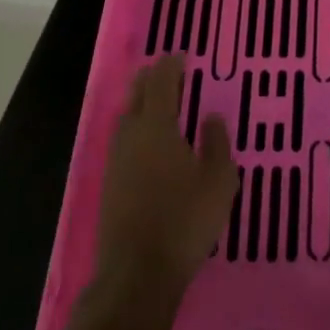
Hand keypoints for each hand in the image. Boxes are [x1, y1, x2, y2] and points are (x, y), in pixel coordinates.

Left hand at [94, 56, 237, 301]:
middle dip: (152, 79)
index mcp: (156, 126)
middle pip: (137, 94)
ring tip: (163, 105)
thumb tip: (211, 118)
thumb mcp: (219, 181)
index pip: (161, 82)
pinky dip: (138, 128)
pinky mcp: (110, 182)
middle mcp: (130, 135)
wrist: (136, 274)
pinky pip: (124, 140)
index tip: (182, 56)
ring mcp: (116, 159)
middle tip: (171, 74)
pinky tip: (151, 143)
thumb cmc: (185, 221)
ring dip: (142, 104)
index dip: (171, 65)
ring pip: (127, 117)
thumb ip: (216, 144)